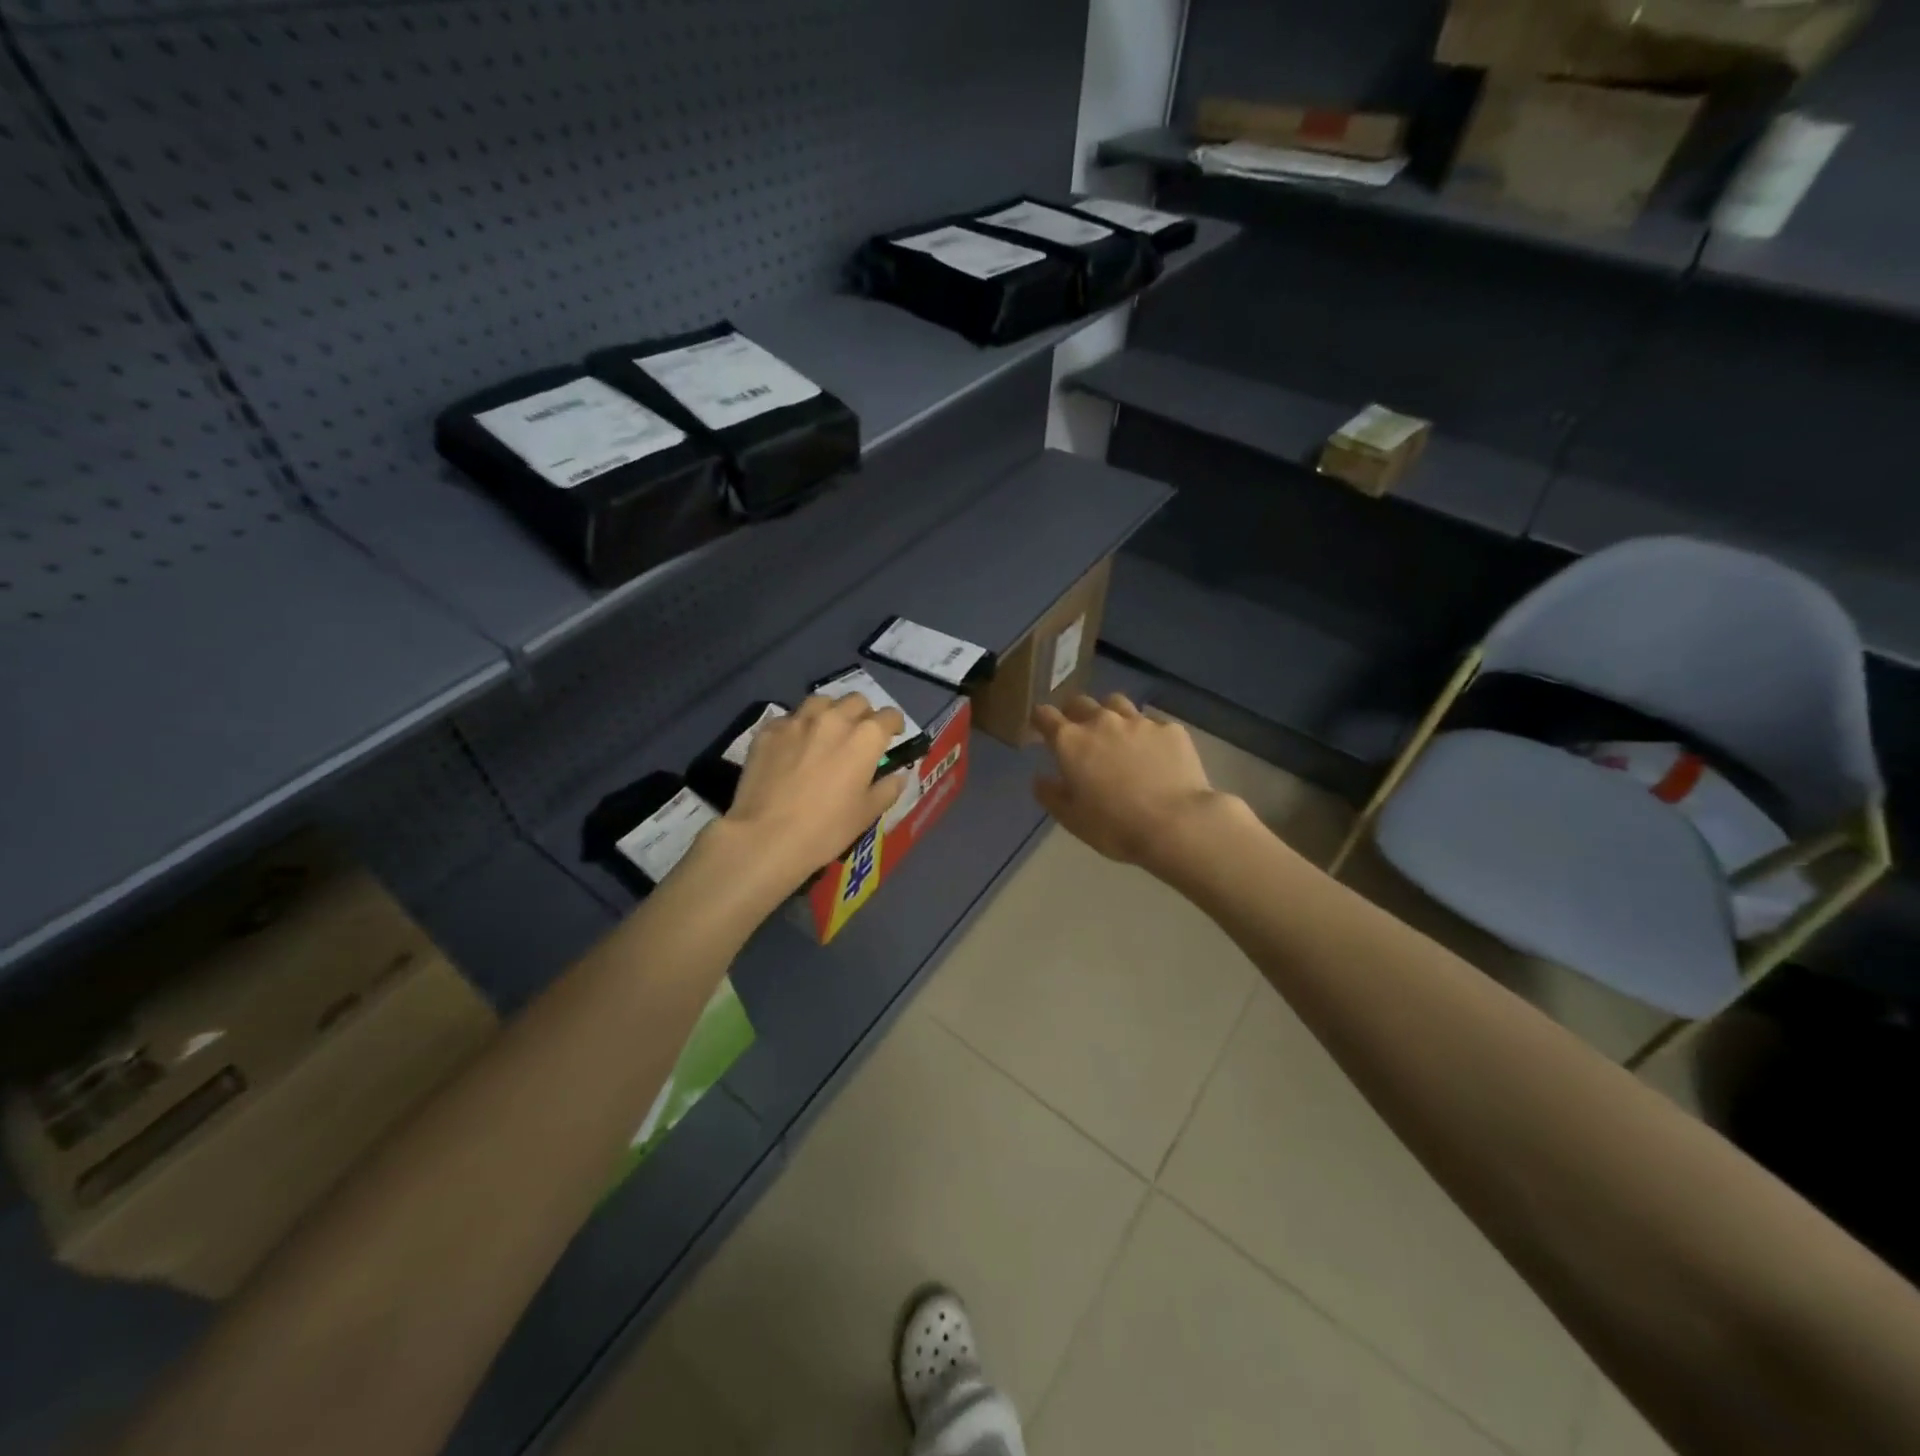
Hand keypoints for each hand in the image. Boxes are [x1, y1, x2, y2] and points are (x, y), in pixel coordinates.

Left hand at [725, 692, 906, 892]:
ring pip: (821, 702)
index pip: (890, 716)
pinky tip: (793, 747)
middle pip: (856, 701)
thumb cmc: (826, 828)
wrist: (766, 837)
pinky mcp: (769, 730)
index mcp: (865, 737)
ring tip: (826, 732)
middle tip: (859, 736)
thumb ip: (888, 788)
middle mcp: (834, 718)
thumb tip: (898, 776)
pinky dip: (797, 727)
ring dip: (830, 712)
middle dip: (863, 714)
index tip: (892, 737)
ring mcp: (798, 721)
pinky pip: (789, 719)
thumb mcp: (867, 814)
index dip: (894, 725)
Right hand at [1032, 694, 1236, 874]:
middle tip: (1078, 733)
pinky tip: (1154, 755)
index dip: (1040, 719)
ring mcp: (1139, 722)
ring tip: (1116, 735)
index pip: (1045, 715)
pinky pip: (1151, 724)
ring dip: (1110, 715)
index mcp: (1071, 742)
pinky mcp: (1170, 729)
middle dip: (1073, 713)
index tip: (1040, 728)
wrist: (1176, 824)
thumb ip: (1051, 795)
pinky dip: (1146, 734)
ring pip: (1116, 704)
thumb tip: (1040, 778)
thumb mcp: (1072, 819)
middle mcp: (1102, 722)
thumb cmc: (1115, 826)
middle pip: (1080, 702)